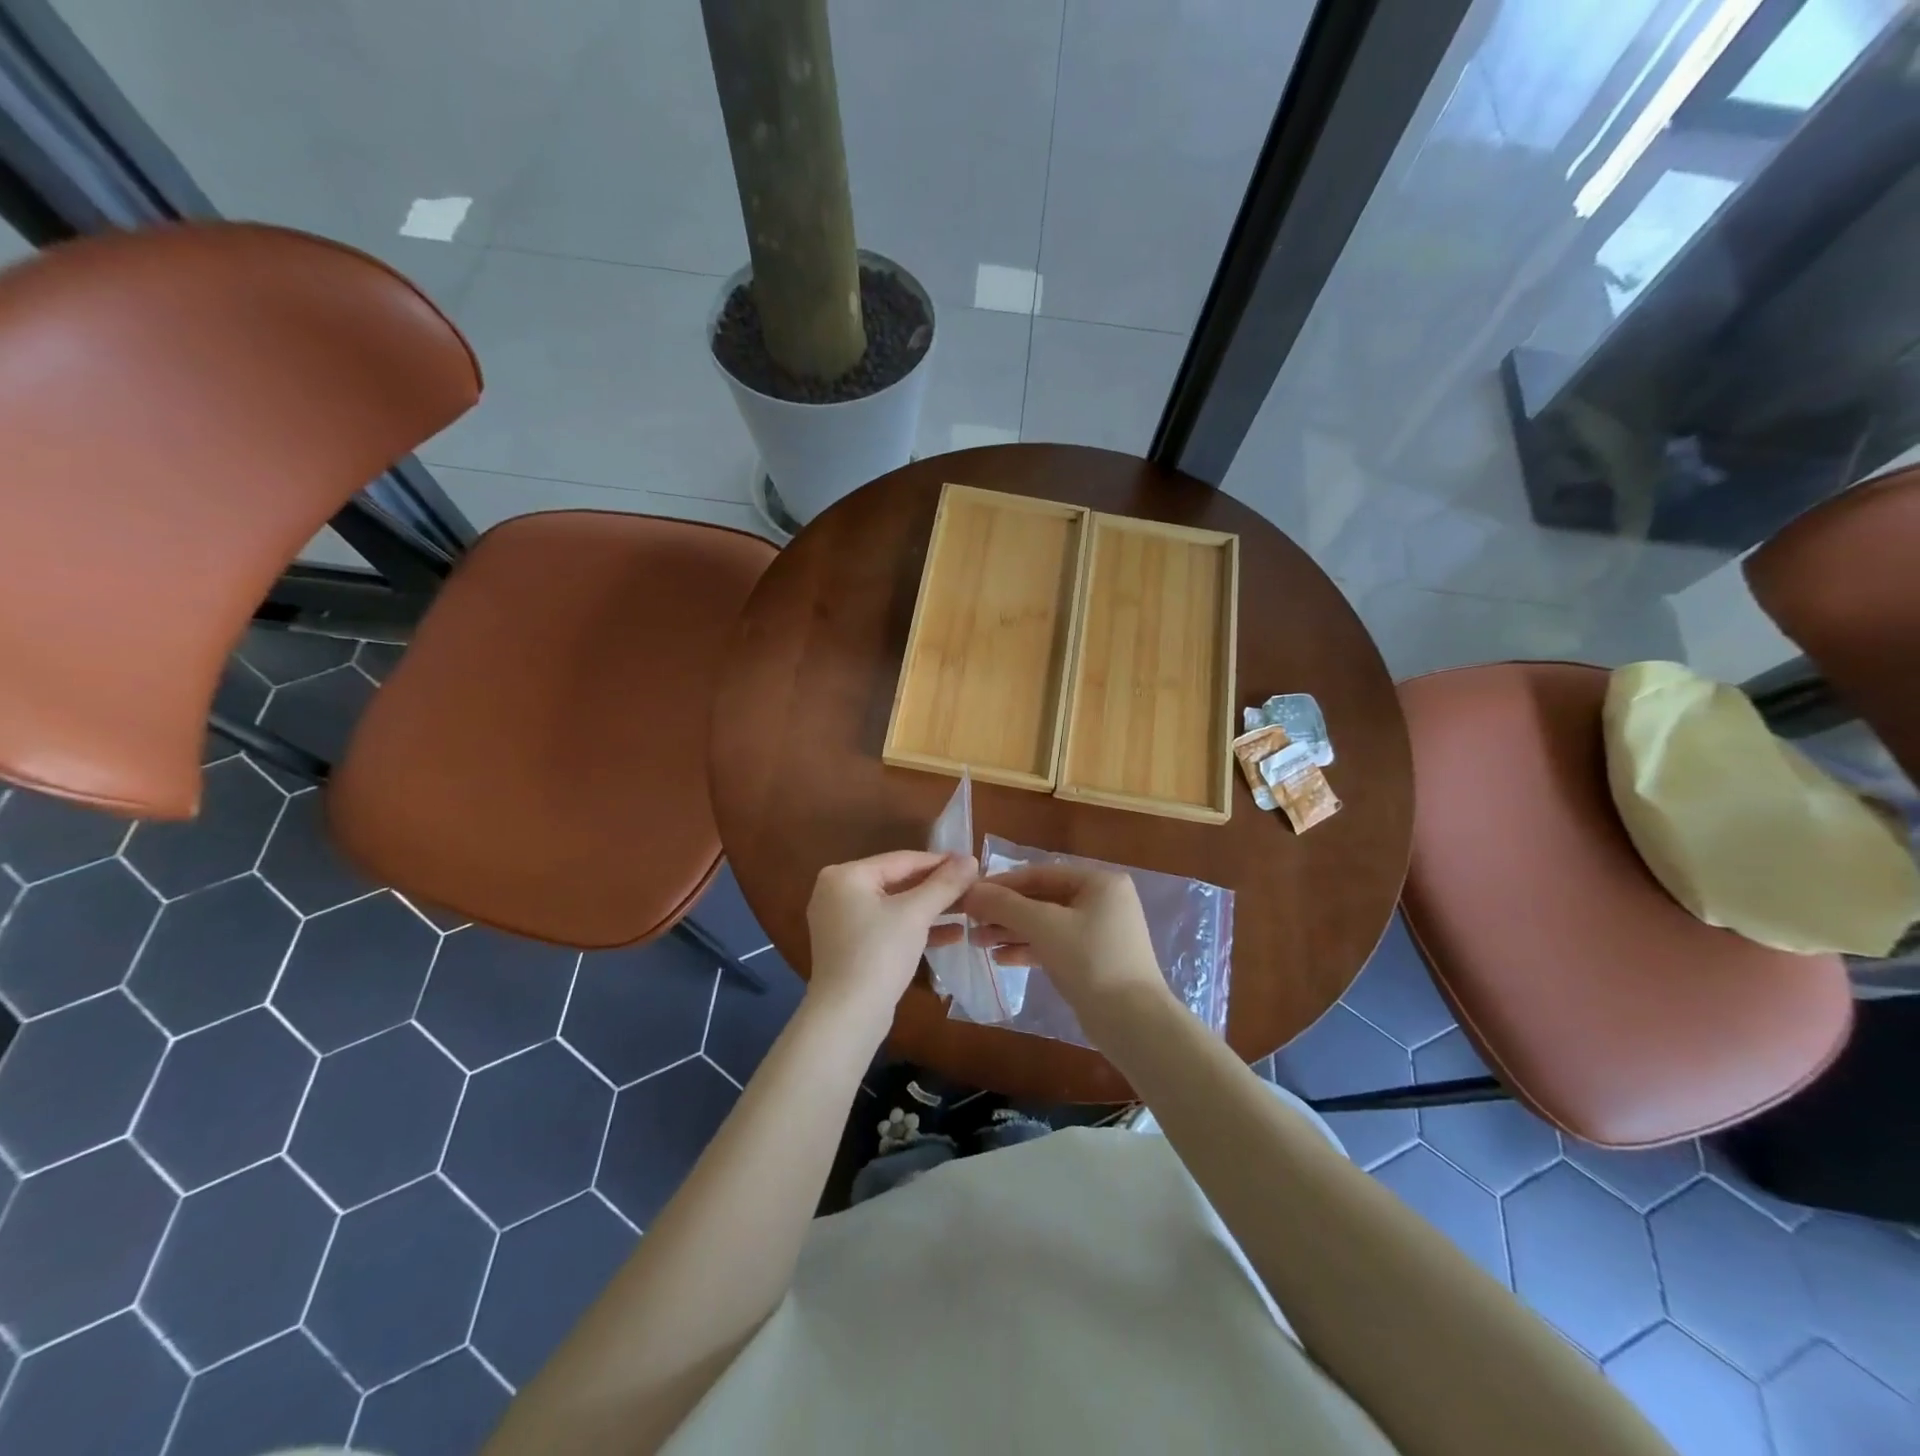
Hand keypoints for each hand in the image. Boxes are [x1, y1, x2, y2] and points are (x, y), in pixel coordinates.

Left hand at [804, 851, 977, 1030]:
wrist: (847, 1017)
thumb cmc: (879, 954)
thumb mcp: (916, 914)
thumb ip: (944, 884)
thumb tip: (971, 858)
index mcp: (845, 875)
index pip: (901, 860)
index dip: (940, 861)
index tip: (972, 863)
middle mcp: (836, 892)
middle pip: (897, 882)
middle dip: (936, 888)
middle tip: (972, 887)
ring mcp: (840, 921)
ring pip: (894, 906)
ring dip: (930, 909)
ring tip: (968, 909)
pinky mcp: (850, 946)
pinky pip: (887, 926)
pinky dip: (915, 929)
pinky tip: (952, 934)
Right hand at [961, 864, 1173, 1034]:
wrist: (1133, 1022)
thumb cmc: (1090, 960)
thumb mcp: (1044, 926)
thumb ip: (1005, 905)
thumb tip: (970, 892)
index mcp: (1099, 881)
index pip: (1040, 873)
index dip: (1002, 883)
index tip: (970, 894)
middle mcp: (1102, 900)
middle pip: (1042, 899)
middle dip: (1005, 911)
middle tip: (970, 922)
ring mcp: (1100, 931)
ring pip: (1046, 924)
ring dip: (1012, 931)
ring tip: (978, 942)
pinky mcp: (1094, 959)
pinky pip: (1055, 945)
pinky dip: (1029, 949)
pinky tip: (1000, 959)